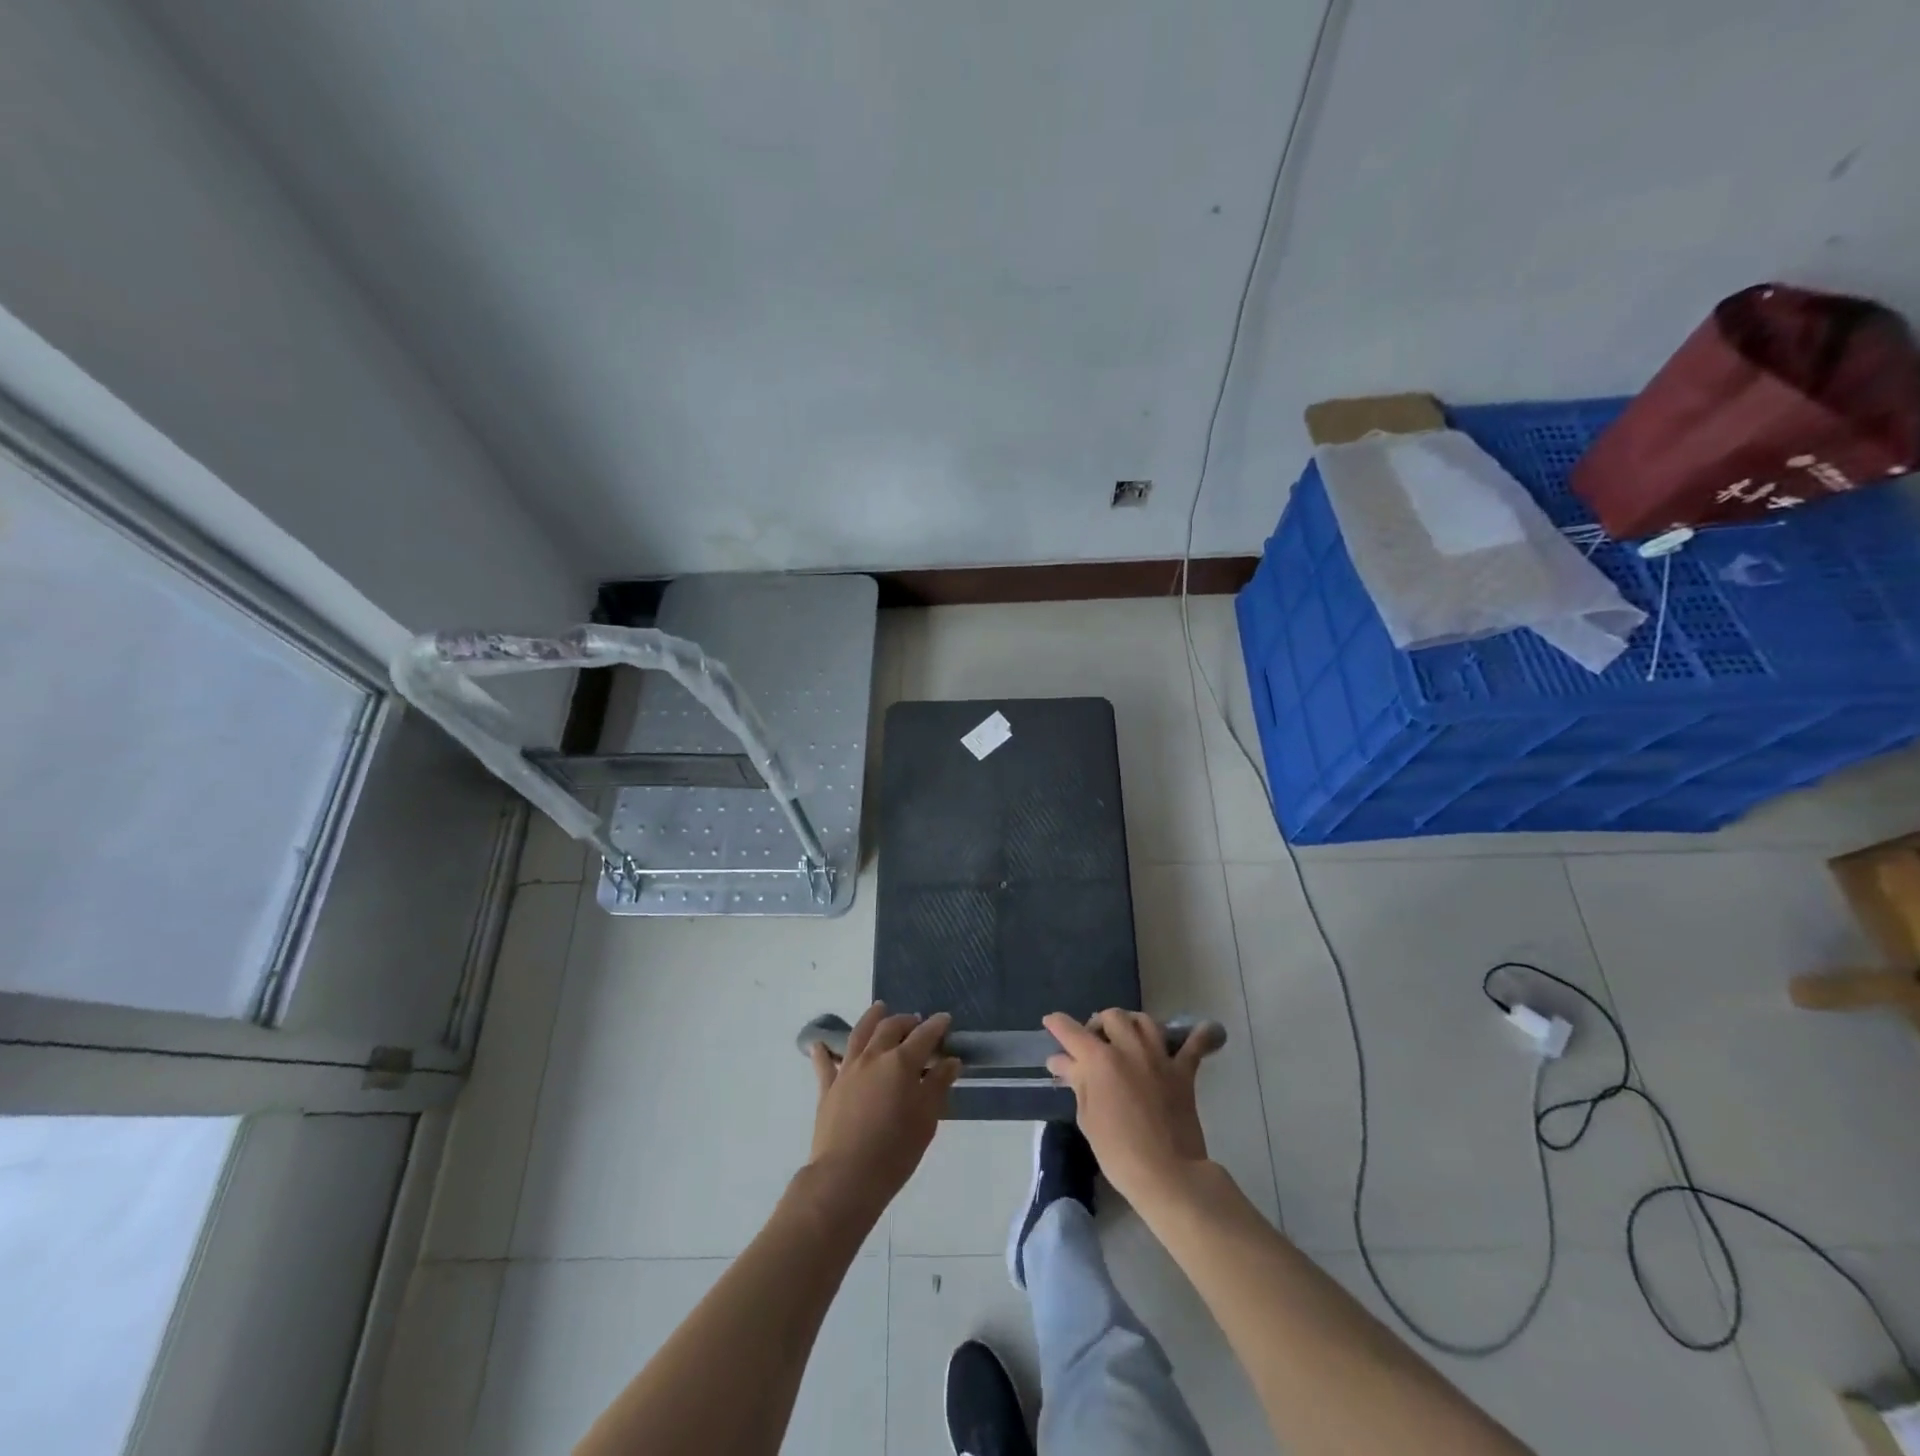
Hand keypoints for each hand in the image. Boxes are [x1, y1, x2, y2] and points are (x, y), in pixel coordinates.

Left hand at [807, 1002, 959, 1220]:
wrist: (846, 1177)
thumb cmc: (895, 1151)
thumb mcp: (926, 1119)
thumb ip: (938, 1085)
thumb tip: (950, 1061)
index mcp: (901, 1063)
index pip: (924, 1035)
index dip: (936, 1025)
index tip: (945, 1019)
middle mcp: (873, 1057)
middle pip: (890, 1028)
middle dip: (906, 1021)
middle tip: (915, 1022)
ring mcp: (847, 1070)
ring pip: (859, 1034)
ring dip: (871, 1018)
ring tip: (879, 1009)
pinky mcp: (828, 1088)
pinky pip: (825, 1063)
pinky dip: (823, 1051)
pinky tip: (819, 1044)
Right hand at [1044, 1009, 1215, 1211]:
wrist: (1167, 1175)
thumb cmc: (1118, 1152)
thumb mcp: (1087, 1117)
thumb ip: (1077, 1082)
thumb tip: (1062, 1061)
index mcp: (1099, 1060)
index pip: (1071, 1031)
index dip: (1057, 1024)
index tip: (1050, 1023)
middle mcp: (1128, 1048)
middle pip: (1111, 1017)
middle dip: (1098, 1024)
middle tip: (1093, 1042)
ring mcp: (1159, 1057)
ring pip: (1144, 1021)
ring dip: (1131, 1023)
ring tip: (1127, 1037)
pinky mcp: (1183, 1072)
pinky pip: (1195, 1045)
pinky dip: (1200, 1036)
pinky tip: (1203, 1031)